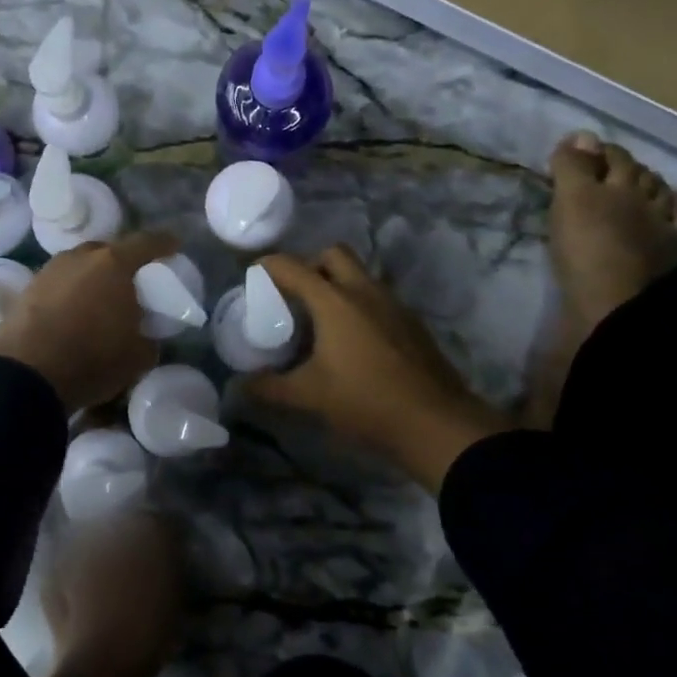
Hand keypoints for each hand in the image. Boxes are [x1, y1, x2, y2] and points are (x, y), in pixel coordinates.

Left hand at [0, 231, 179, 413]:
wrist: (25, 376)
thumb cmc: (91, 359)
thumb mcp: (138, 356)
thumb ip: (148, 337)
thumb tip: (144, 334)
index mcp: (114, 264)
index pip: (147, 243)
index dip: (164, 243)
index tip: (174, 245)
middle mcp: (80, 257)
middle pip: (108, 251)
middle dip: (123, 263)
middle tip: (132, 282)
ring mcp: (49, 270)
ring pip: (80, 266)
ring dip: (92, 278)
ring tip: (100, 300)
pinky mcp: (26, 290)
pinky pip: (59, 284)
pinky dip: (70, 294)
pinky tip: (73, 314)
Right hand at [249, 246, 509, 493]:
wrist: (435, 422)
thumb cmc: (365, 401)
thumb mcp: (310, 396)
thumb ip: (271, 387)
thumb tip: (241, 386)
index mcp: (334, 301)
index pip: (292, 267)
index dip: (269, 265)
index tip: (255, 274)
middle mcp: (364, 291)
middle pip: (333, 254)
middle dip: (311, 264)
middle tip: (296, 293)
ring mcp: (393, 304)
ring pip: (360, 275)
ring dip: (338, 284)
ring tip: (322, 319)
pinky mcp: (411, 322)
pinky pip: (378, 297)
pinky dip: (360, 304)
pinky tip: (354, 339)